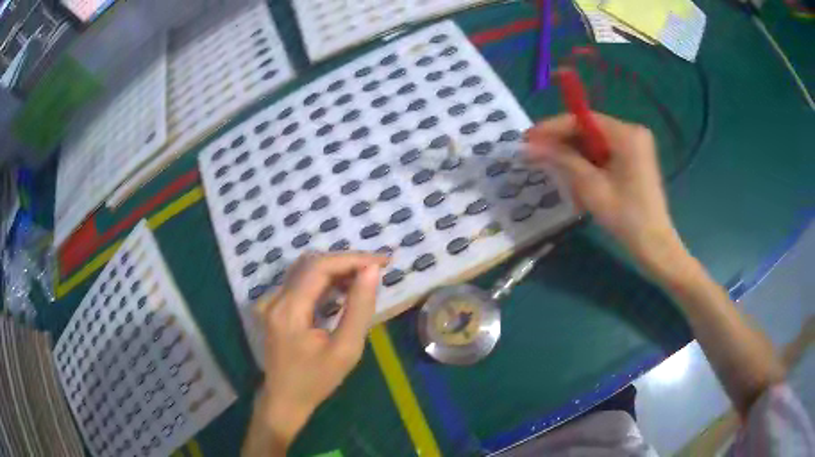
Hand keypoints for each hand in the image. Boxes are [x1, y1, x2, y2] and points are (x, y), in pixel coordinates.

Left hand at [245, 252, 388, 453]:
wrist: (285, 399)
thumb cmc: (317, 380)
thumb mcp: (345, 350)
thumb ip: (359, 308)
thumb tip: (372, 271)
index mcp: (289, 310)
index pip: (320, 267)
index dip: (352, 259)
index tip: (382, 262)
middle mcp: (274, 298)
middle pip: (311, 264)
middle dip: (346, 262)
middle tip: (376, 270)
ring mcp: (269, 301)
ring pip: (304, 270)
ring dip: (335, 270)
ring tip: (362, 280)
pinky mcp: (271, 306)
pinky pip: (298, 281)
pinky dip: (322, 280)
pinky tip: (340, 291)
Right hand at [525, 112, 683, 267]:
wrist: (654, 245)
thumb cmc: (626, 217)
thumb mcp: (591, 186)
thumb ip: (561, 159)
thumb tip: (529, 146)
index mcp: (626, 134)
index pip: (582, 120)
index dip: (552, 128)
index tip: (527, 139)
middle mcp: (632, 133)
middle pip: (588, 129)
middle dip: (562, 142)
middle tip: (534, 154)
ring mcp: (635, 146)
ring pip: (594, 142)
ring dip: (573, 154)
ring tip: (549, 166)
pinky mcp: (634, 159)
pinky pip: (604, 153)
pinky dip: (587, 162)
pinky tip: (573, 175)